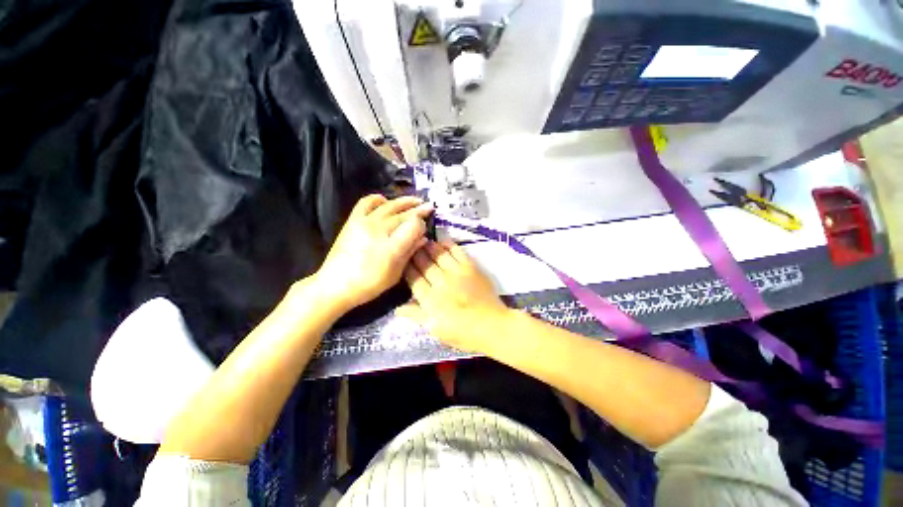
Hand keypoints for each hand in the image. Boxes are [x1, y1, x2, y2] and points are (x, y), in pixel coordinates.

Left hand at [315, 195, 432, 310]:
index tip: (424, 228)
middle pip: (404, 214)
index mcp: (392, 247)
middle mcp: (380, 230)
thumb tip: (423, 239)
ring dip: (404, 201)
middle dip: (419, 209)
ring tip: (415, 199)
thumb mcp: (396, 274)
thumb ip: (410, 253)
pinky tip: (386, 201)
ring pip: (389, 205)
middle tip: (429, 206)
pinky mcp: (353, 220)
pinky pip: (366, 202)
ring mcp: (365, 222)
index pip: (413, 225)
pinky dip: (378, 199)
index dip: (422, 224)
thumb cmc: (369, 284)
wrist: (336, 285)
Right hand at [397, 240, 510, 352]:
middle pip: (424, 264)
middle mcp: (440, 282)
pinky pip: (457, 252)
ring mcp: (456, 273)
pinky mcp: (471, 267)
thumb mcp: (435, 330)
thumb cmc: (462, 332)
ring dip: (429, 247)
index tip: (403, 261)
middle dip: (415, 255)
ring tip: (424, 241)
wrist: (492, 326)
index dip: (407, 268)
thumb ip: (417, 316)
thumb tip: (398, 308)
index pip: (414, 279)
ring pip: (438, 255)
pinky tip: (443, 240)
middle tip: (410, 246)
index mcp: (430, 299)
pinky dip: (449, 245)